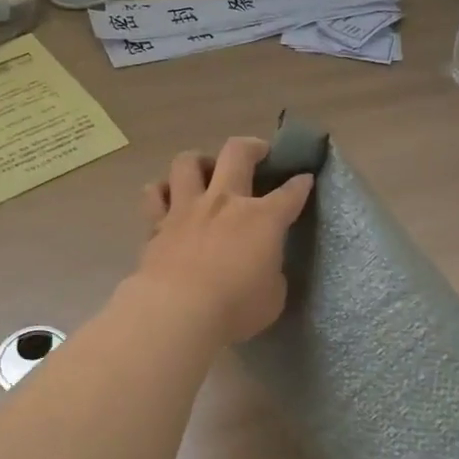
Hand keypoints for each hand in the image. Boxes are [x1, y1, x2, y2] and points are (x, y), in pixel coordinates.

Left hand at [134, 136, 314, 343]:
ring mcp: (187, 208)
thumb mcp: (272, 296)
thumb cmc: (235, 308)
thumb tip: (262, 267)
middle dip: (253, 147)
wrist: (178, 311)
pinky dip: (162, 191)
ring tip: (206, 170)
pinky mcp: (157, 224)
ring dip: (200, 160)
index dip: (301, 184)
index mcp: (263, 219)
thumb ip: (270, 273)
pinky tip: (168, 196)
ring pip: (188, 162)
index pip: (290, 193)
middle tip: (258, 152)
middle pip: (238, 153)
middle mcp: (224, 202)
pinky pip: (154, 194)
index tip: (304, 179)